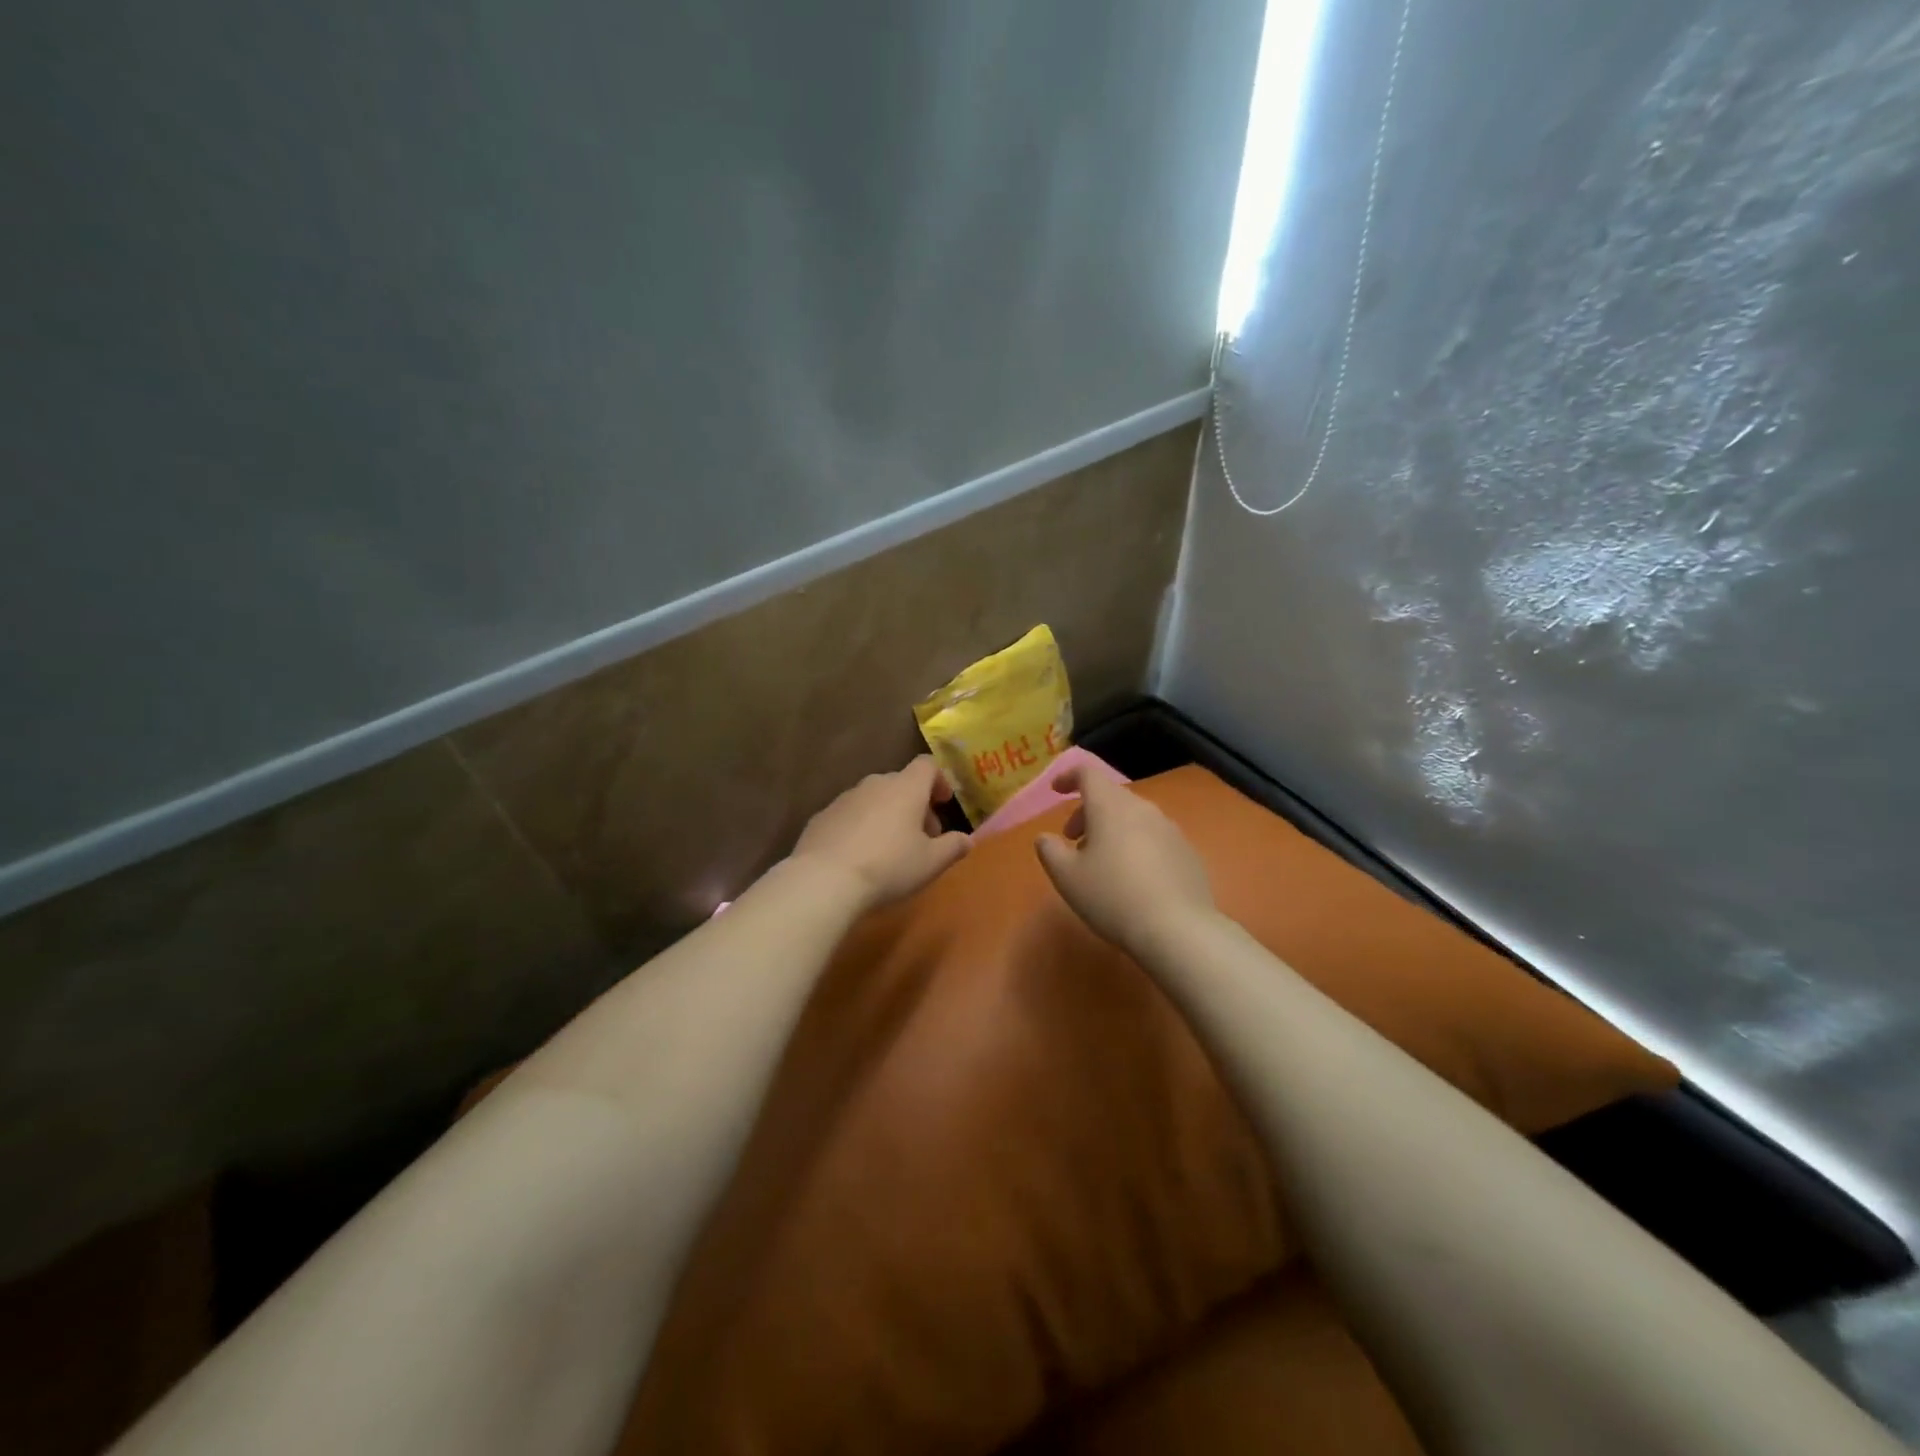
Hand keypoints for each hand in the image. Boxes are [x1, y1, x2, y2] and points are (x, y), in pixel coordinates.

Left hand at [790, 756, 970, 911]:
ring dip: (887, 815)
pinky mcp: (822, 816)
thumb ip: (953, 847)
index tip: (943, 803)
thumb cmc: (888, 867)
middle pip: (901, 783)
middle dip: (915, 804)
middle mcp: (875, 784)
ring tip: (890, 849)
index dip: (939, 780)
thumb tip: (967, 840)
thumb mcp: (931, 863)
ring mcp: (845, 798)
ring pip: (874, 798)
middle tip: (922, 837)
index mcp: (905, 788)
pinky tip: (860, 856)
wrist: (824, 880)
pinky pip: (850, 815)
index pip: (927, 765)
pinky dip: (860, 826)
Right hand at [1036, 767, 1214, 952]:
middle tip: (1073, 841)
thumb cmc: (1112, 896)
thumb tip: (1046, 838)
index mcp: (1111, 806)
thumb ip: (1050, 851)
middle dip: (1088, 813)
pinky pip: (1154, 838)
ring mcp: (1170, 829)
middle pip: (1111, 797)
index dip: (1069, 777)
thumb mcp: (1066, 877)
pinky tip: (1134, 880)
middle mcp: (1144, 808)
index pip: (1088, 773)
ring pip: (1134, 818)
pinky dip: (1137, 847)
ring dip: (1113, 831)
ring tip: (1102, 864)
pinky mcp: (1188, 852)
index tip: (1056, 791)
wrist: (1178, 929)